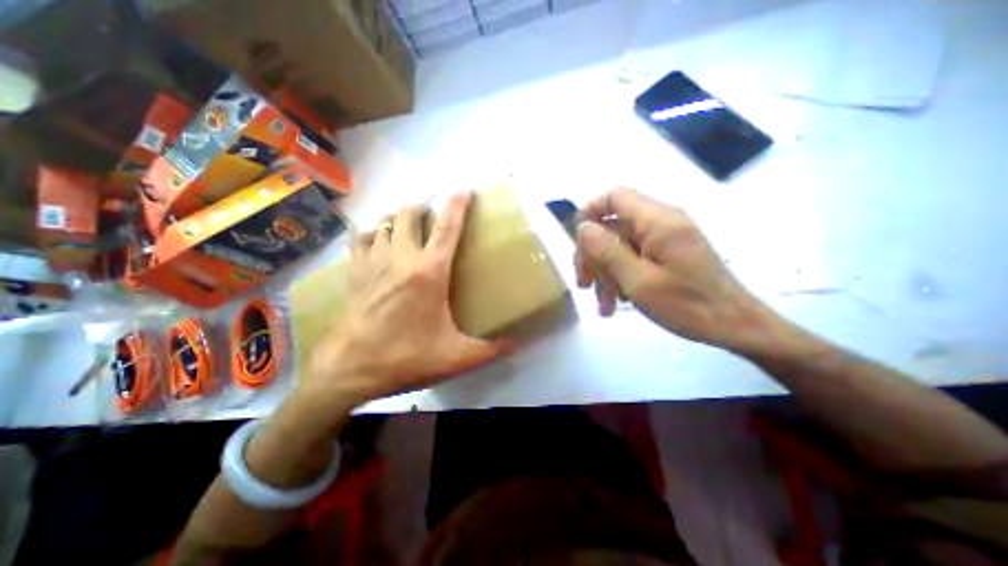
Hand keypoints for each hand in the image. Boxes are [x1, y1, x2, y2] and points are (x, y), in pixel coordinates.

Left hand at [306, 193, 512, 404]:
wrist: (352, 369)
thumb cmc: (407, 357)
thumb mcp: (456, 357)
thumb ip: (489, 350)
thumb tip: (516, 347)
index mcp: (429, 272)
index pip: (447, 228)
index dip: (457, 206)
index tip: (463, 189)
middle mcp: (401, 258)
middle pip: (409, 214)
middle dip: (422, 206)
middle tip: (432, 212)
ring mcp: (374, 262)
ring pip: (385, 222)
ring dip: (398, 217)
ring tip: (407, 222)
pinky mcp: (354, 272)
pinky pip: (361, 238)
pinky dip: (371, 232)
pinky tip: (377, 238)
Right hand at [576, 187, 772, 350]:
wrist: (734, 326)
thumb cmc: (687, 305)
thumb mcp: (638, 280)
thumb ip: (608, 250)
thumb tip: (582, 227)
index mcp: (658, 221)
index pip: (615, 197)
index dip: (590, 212)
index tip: (576, 242)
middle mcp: (662, 223)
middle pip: (613, 226)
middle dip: (593, 255)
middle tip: (583, 284)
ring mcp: (665, 239)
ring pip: (620, 246)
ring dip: (605, 273)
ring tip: (602, 304)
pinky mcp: (667, 254)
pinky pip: (634, 257)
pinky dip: (621, 277)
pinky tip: (617, 302)